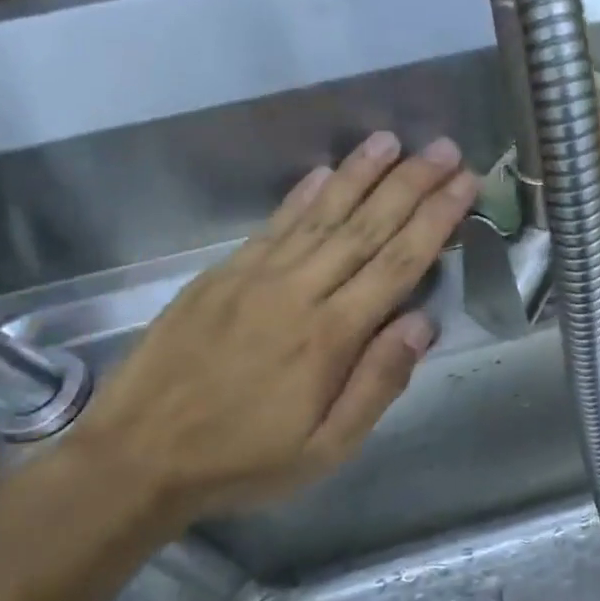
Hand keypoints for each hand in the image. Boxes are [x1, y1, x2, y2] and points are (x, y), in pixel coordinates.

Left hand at [68, 131, 476, 521]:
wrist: (136, 457)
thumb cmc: (244, 460)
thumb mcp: (325, 449)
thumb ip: (378, 384)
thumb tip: (422, 324)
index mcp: (330, 336)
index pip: (397, 263)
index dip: (435, 219)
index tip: (464, 184)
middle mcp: (298, 292)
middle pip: (366, 227)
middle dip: (411, 183)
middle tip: (446, 149)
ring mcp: (255, 277)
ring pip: (321, 215)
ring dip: (361, 174)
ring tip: (393, 141)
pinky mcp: (222, 275)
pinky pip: (273, 225)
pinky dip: (302, 195)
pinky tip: (325, 171)